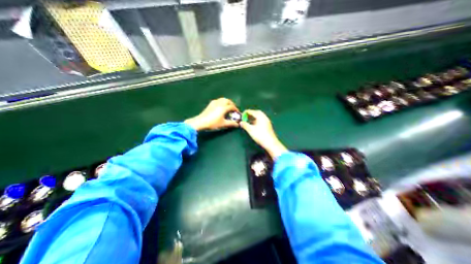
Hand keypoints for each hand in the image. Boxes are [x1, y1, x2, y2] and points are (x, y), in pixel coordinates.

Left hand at [185, 98, 239, 129]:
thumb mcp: (223, 124)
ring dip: (227, 102)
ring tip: (228, 107)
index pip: (232, 107)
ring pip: (223, 99)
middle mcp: (220, 103)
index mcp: (223, 108)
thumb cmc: (213, 123)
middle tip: (233, 109)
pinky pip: (218, 100)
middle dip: (232, 104)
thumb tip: (237, 124)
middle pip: (228, 101)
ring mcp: (214, 103)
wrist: (201, 122)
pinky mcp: (210, 104)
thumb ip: (231, 123)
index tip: (238, 113)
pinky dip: (222, 102)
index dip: (236, 109)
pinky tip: (221, 106)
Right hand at [240, 110, 286, 158]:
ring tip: (248, 121)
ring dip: (254, 117)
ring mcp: (267, 121)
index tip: (242, 115)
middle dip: (251, 114)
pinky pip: (261, 120)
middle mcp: (265, 117)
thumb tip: (240, 122)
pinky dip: (256, 120)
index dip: (246, 112)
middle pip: (257, 113)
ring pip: (260, 116)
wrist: (270, 143)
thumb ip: (245, 125)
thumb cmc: (260, 135)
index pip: (252, 111)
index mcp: (260, 117)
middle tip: (245, 117)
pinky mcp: (268, 126)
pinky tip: (254, 125)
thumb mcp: (250, 130)